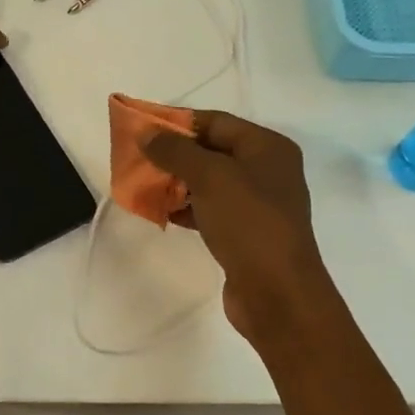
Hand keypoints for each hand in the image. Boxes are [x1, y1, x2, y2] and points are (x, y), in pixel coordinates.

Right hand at [143, 111, 335, 343]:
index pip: (216, 121)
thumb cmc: (248, 223)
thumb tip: (145, 132)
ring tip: (142, 186)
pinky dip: (186, 208)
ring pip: (209, 182)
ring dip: (176, 182)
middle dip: (173, 154)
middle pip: (211, 151)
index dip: (177, 122)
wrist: (277, 293)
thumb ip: (175, 150)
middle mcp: (267, 170)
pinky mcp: (246, 232)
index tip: (141, 129)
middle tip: (137, 160)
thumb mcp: (210, 177)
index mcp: (268, 147)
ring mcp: (257, 204)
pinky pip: (210, 209)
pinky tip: (161, 213)